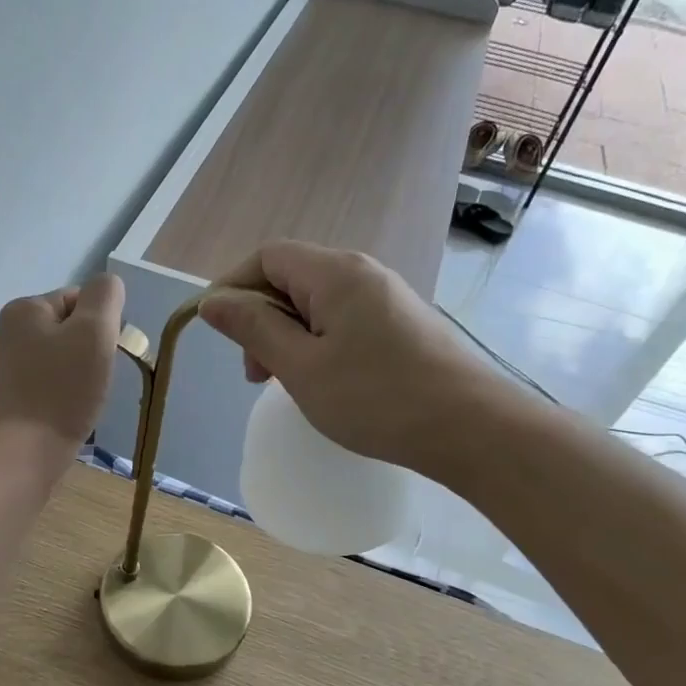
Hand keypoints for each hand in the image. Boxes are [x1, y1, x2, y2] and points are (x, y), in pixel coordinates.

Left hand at [0, 273, 125, 462]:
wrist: (28, 451)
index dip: (103, 325)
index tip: (104, 355)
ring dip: (83, 371)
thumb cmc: (63, 389)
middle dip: (92, 349)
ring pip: (66, 355)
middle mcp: (10, 330)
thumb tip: (108, 286)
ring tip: (84, 396)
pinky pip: (54, 379)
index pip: (81, 299)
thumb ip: (105, 297)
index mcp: (24, 308)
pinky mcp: (16, 392)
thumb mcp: (94, 331)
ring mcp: (10, 363)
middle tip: (96, 378)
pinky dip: (68, 390)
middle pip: (73, 327)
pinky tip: (71, 408)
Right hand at [200, 241, 506, 470]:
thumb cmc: (377, 398)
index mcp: (335, 273)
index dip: (234, 287)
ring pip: (317, 304)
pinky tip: (325, 383)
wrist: (472, 429)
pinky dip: (319, 345)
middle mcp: (363, 273)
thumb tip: (213, 300)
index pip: (268, 257)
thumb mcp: (301, 367)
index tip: (221, 335)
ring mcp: (387, 298)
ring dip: (289, 337)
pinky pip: (344, 321)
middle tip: (257, 375)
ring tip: (287, 383)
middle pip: (292, 278)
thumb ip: (253, 329)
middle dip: (261, 319)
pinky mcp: (402, 325)